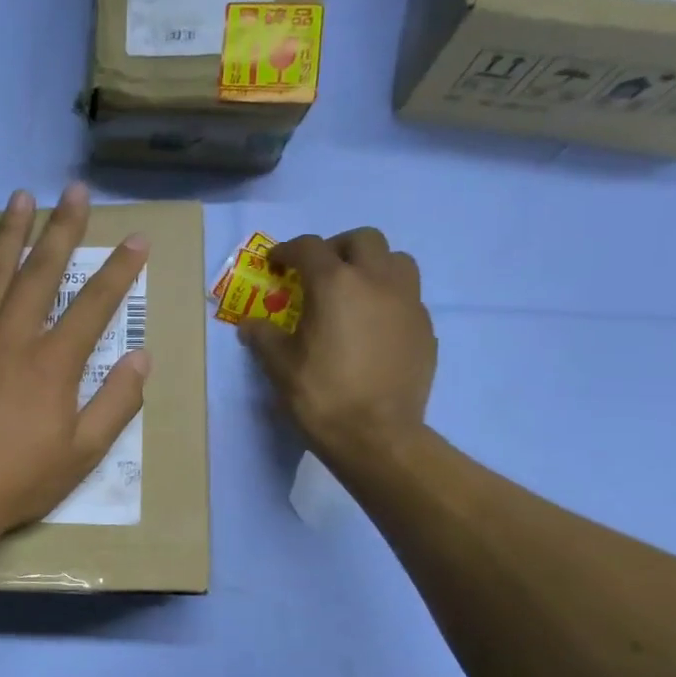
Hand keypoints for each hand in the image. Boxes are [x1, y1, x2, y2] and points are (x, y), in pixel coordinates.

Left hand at [0, 184, 150, 549]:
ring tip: (20, 198)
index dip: (119, 270)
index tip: (135, 240)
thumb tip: (141, 359)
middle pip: (41, 271)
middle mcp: (12, 337)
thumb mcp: (82, 454)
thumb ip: (115, 404)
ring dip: (8, 233)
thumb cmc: (18, 480)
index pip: (94, 304)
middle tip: (74, 192)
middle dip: (62, 229)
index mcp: (53, 362)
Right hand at [240, 228, 436, 478]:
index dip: (288, 251)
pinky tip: (372, 328)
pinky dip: (388, 299)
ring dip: (372, 266)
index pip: (309, 248)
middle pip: (363, 240)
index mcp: (335, 284)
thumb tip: (250, 325)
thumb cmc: (321, 396)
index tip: (275, 263)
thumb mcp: (279, 367)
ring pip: (396, 261)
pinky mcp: (425, 328)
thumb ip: (263, 338)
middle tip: (319, 272)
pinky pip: (407, 297)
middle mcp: (377, 281)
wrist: (377, 436)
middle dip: (337, 248)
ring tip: (354, 292)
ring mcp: (408, 303)